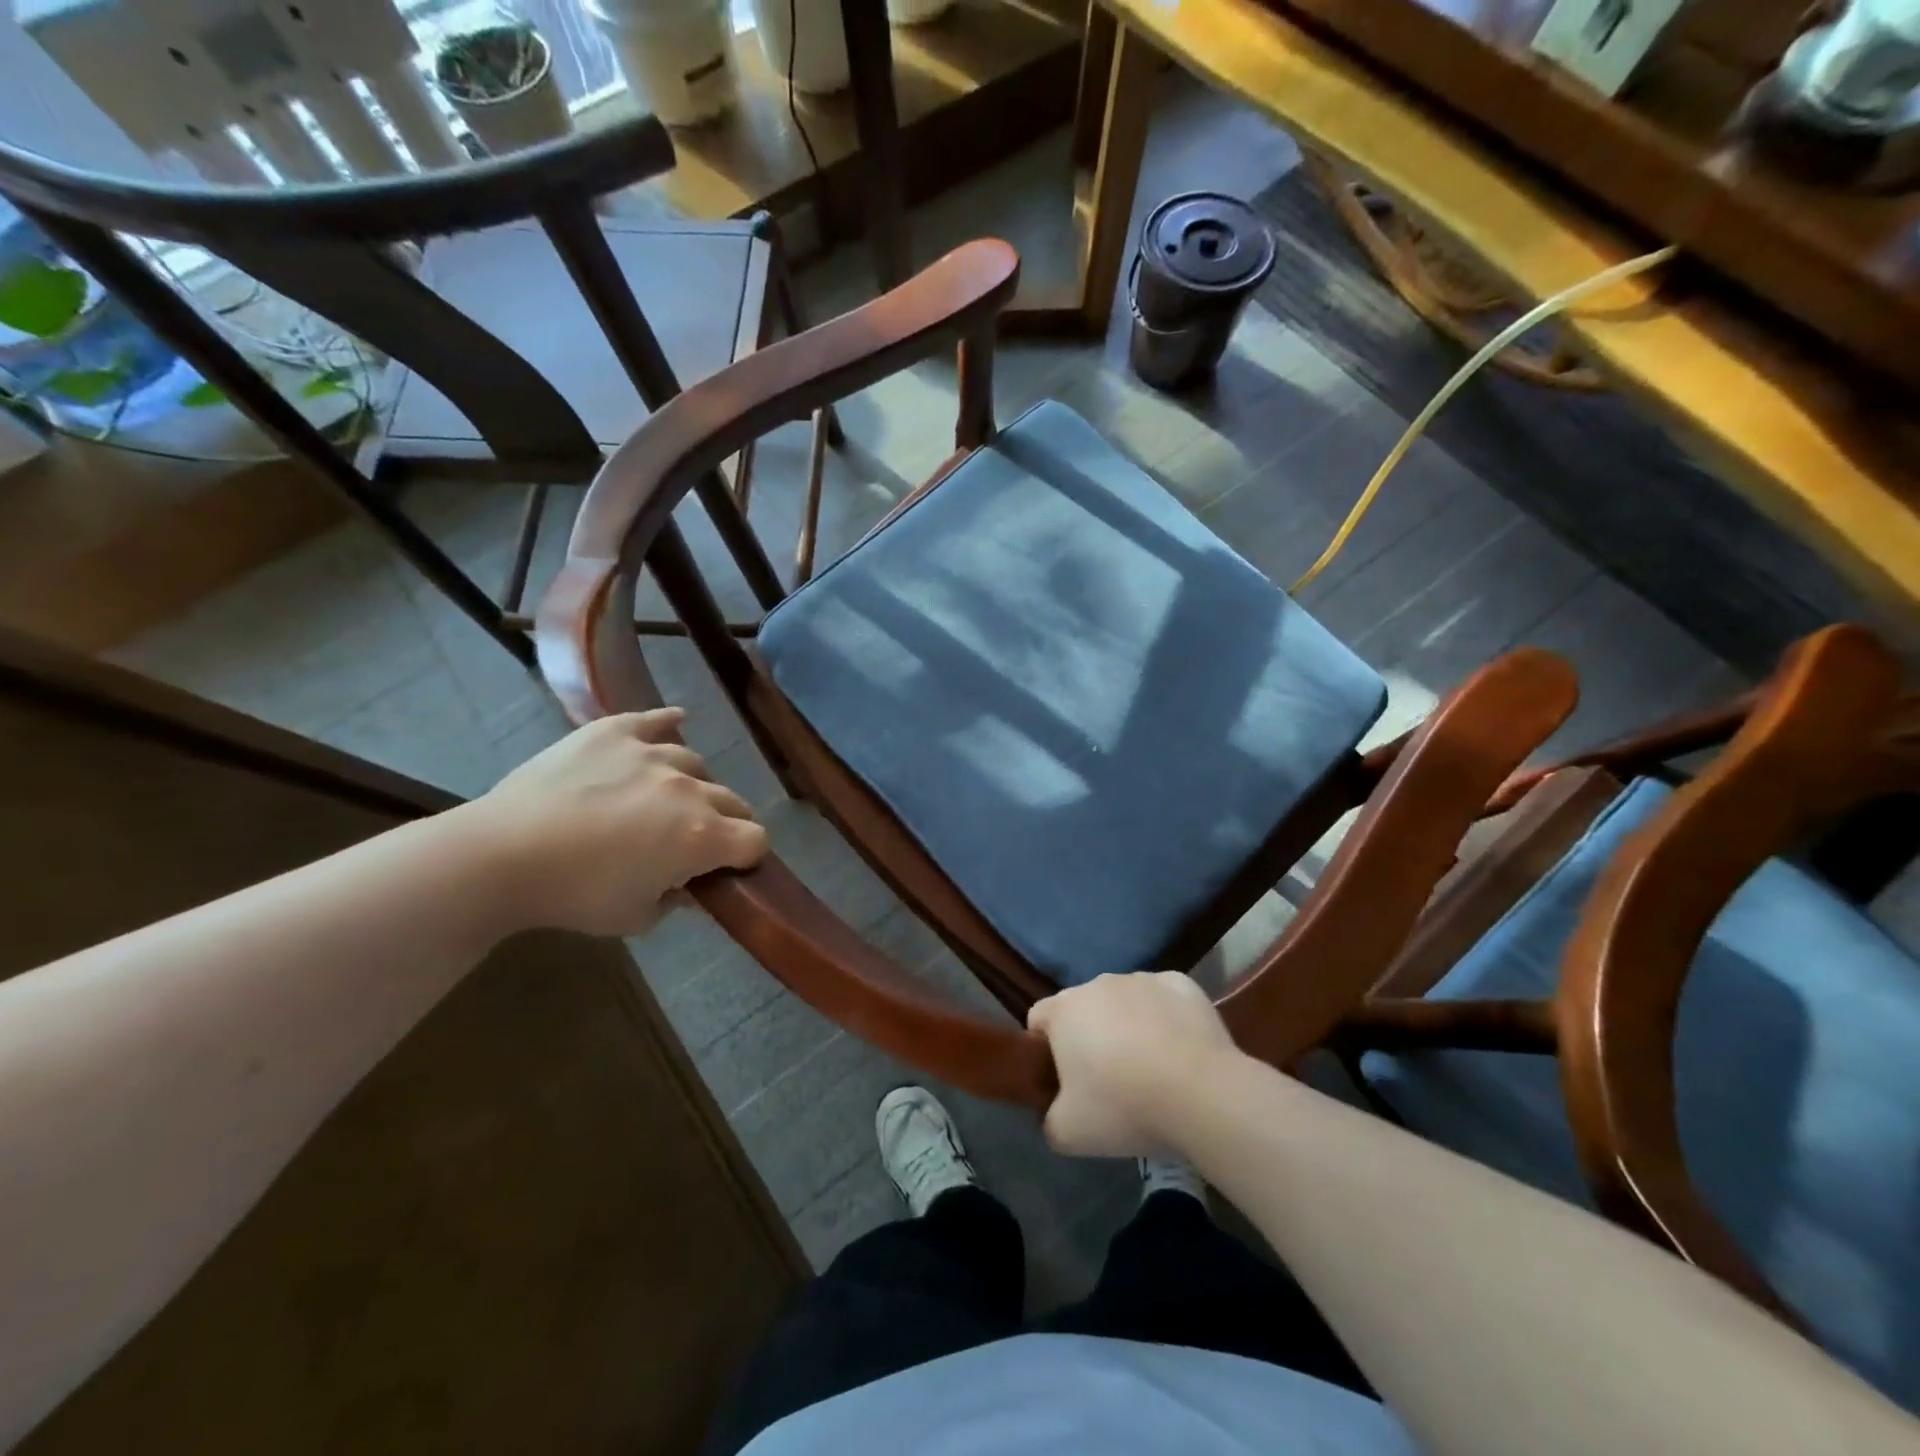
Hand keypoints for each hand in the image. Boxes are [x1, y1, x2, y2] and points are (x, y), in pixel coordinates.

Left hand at [456, 708, 768, 937]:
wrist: (502, 854)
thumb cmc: (574, 895)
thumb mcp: (635, 918)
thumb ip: (675, 900)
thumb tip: (687, 886)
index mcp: (700, 836)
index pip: (755, 840)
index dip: (747, 857)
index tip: (727, 869)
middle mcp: (688, 789)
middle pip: (734, 800)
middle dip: (726, 822)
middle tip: (693, 840)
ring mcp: (652, 754)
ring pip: (696, 764)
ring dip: (692, 784)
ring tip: (665, 797)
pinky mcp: (615, 732)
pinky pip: (655, 720)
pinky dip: (667, 723)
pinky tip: (675, 721)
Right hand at [1027, 971, 1241, 1157]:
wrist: (1201, 1093)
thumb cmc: (1123, 1107)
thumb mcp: (1067, 1134)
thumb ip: (1048, 1119)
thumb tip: (1052, 1113)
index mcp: (1063, 1009)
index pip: (1038, 1019)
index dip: (1045, 1050)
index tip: (1063, 1082)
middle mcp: (1098, 983)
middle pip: (1084, 1009)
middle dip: (1090, 1038)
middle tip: (1109, 1083)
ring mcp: (1142, 978)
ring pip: (1125, 1002)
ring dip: (1129, 1026)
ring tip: (1152, 1070)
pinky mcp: (1181, 984)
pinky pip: (1164, 999)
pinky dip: (1167, 1019)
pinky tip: (1181, 1052)